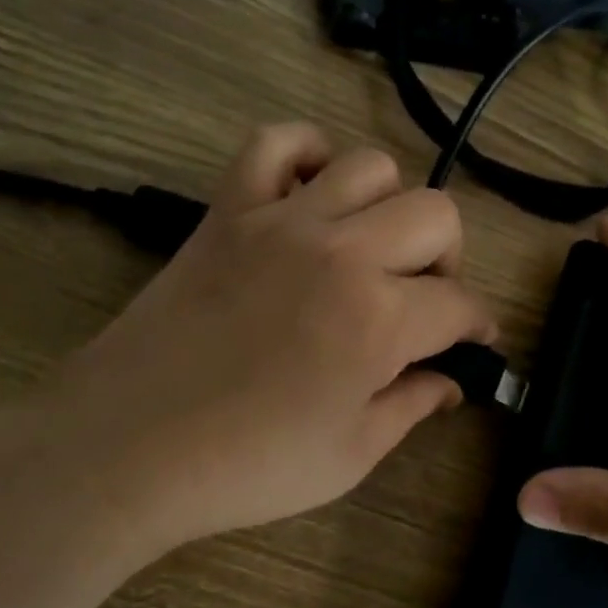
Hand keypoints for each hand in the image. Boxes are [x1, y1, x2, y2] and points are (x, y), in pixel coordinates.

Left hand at [35, 124, 495, 557]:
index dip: (479, 324)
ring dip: (388, 205)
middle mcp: (342, 252)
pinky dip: (303, 155)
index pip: (460, 303)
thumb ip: (412, 406)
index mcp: (380, 319)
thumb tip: (450, 382)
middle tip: (423, 298)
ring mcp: (281, 221)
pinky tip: (309, 194)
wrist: (128, 447)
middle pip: (436, 214)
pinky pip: (274, 143)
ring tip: (369, 247)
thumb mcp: (351, 454)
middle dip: (448, 258)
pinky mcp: (227, 210)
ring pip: (369, 166)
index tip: (475, 340)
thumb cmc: (248, 464)